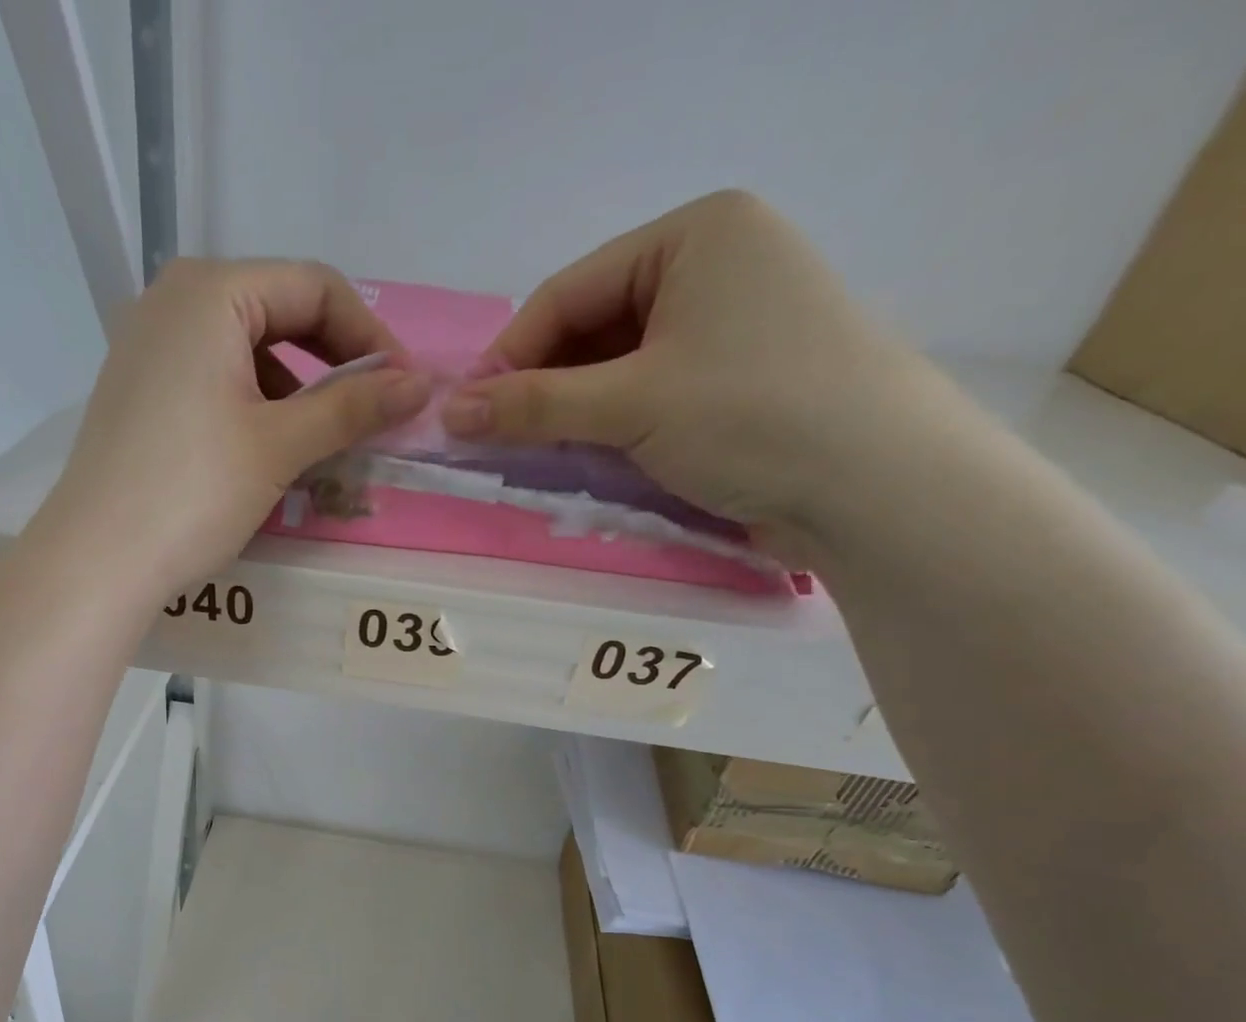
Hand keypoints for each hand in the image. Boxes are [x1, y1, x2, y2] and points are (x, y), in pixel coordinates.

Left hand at [30, 258, 428, 607]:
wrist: (98, 561)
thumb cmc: (192, 492)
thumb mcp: (280, 446)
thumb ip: (352, 407)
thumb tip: (421, 384)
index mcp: (209, 292)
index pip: (314, 287)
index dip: (369, 335)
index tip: (402, 390)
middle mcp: (172, 301)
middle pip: (278, 313)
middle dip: (332, 364)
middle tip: (368, 417)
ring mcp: (147, 347)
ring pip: (246, 352)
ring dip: (295, 393)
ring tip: (321, 446)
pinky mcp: (138, 392)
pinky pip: (213, 380)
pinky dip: (254, 408)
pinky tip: (267, 454)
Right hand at [441, 191, 977, 553]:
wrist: (876, 486)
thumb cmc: (750, 415)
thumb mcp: (629, 405)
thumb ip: (532, 407)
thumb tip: (445, 414)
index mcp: (695, 234)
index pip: (568, 294)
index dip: (509, 357)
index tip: (465, 416)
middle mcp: (714, 266)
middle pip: (591, 330)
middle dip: (543, 390)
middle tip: (497, 445)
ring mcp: (728, 325)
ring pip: (616, 370)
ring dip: (573, 417)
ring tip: (539, 460)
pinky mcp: (735, 380)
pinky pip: (648, 396)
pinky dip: (611, 430)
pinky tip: (590, 462)